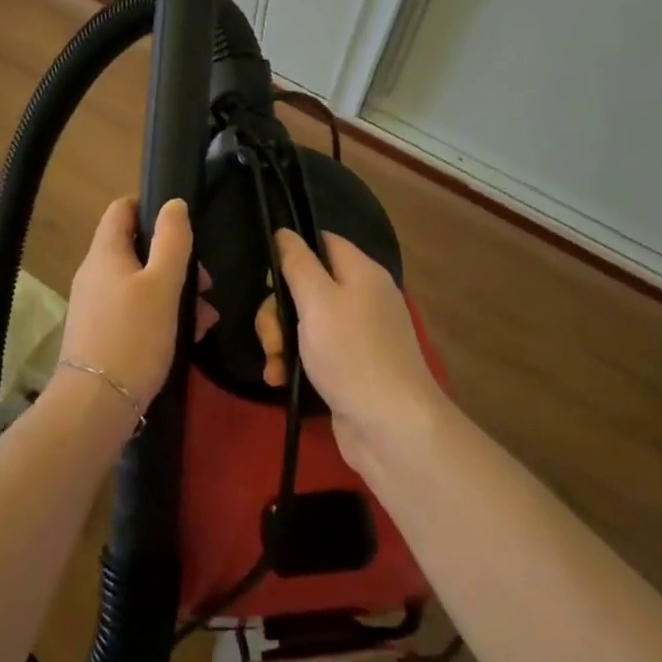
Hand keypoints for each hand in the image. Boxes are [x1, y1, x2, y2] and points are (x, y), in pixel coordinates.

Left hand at [58, 197, 194, 418]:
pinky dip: (161, 314)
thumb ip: (172, 241)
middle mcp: (95, 273)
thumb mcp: (162, 285)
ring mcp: (95, 304)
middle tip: (205, 281)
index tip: (183, 225)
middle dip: (175, 260)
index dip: (151, 206)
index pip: (122, 208)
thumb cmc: (133, 336)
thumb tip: (174, 204)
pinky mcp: (101, 333)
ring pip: (140, 282)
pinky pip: (135, 310)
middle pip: (136, 247)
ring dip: (175, 291)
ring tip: (206, 316)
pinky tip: (189, 335)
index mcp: (105, 252)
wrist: (96, 405)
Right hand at [266, 230, 445, 468]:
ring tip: (273, 365)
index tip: (268, 275)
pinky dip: (293, 363)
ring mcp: (358, 335)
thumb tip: (284, 232)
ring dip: (280, 341)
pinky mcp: (350, 368)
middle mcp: (363, 298)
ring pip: (305, 322)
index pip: (323, 242)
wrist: (393, 429)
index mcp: (361, 273)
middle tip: (270, 336)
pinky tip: (279, 380)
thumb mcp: (317, 301)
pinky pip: (314, 352)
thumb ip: (297, 263)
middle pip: (307, 285)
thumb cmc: (352, 355)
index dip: (293, 251)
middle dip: (278, 310)